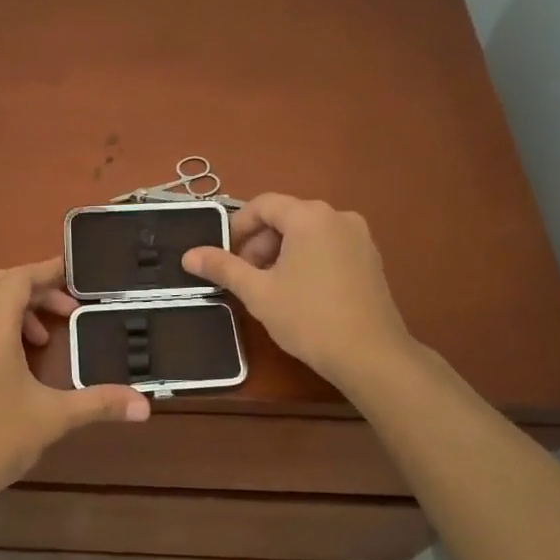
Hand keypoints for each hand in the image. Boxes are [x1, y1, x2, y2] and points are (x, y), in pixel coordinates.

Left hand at [0, 258, 149, 507]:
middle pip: (1, 284)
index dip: (48, 271)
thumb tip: (145, 406)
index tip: (77, 274)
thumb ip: (99, 403)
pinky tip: (19, 358)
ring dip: (17, 308)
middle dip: (37, 290)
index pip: (19, 278)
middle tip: (70, 310)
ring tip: (47, 337)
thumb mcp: (53, 417)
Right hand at [181, 194, 418, 391]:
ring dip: (282, 251)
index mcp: (310, 217)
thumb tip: (189, 256)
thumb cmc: (308, 318)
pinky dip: (307, 258)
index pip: (264, 204)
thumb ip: (223, 267)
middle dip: (260, 242)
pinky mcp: (371, 258)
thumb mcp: (258, 292)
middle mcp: (338, 216)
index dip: (238, 226)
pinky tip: (301, 291)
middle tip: (246, 276)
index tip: (225, 255)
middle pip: (287, 217)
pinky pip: (329, 245)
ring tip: (271, 286)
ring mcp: (359, 237)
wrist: (370, 355)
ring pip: (308, 232)